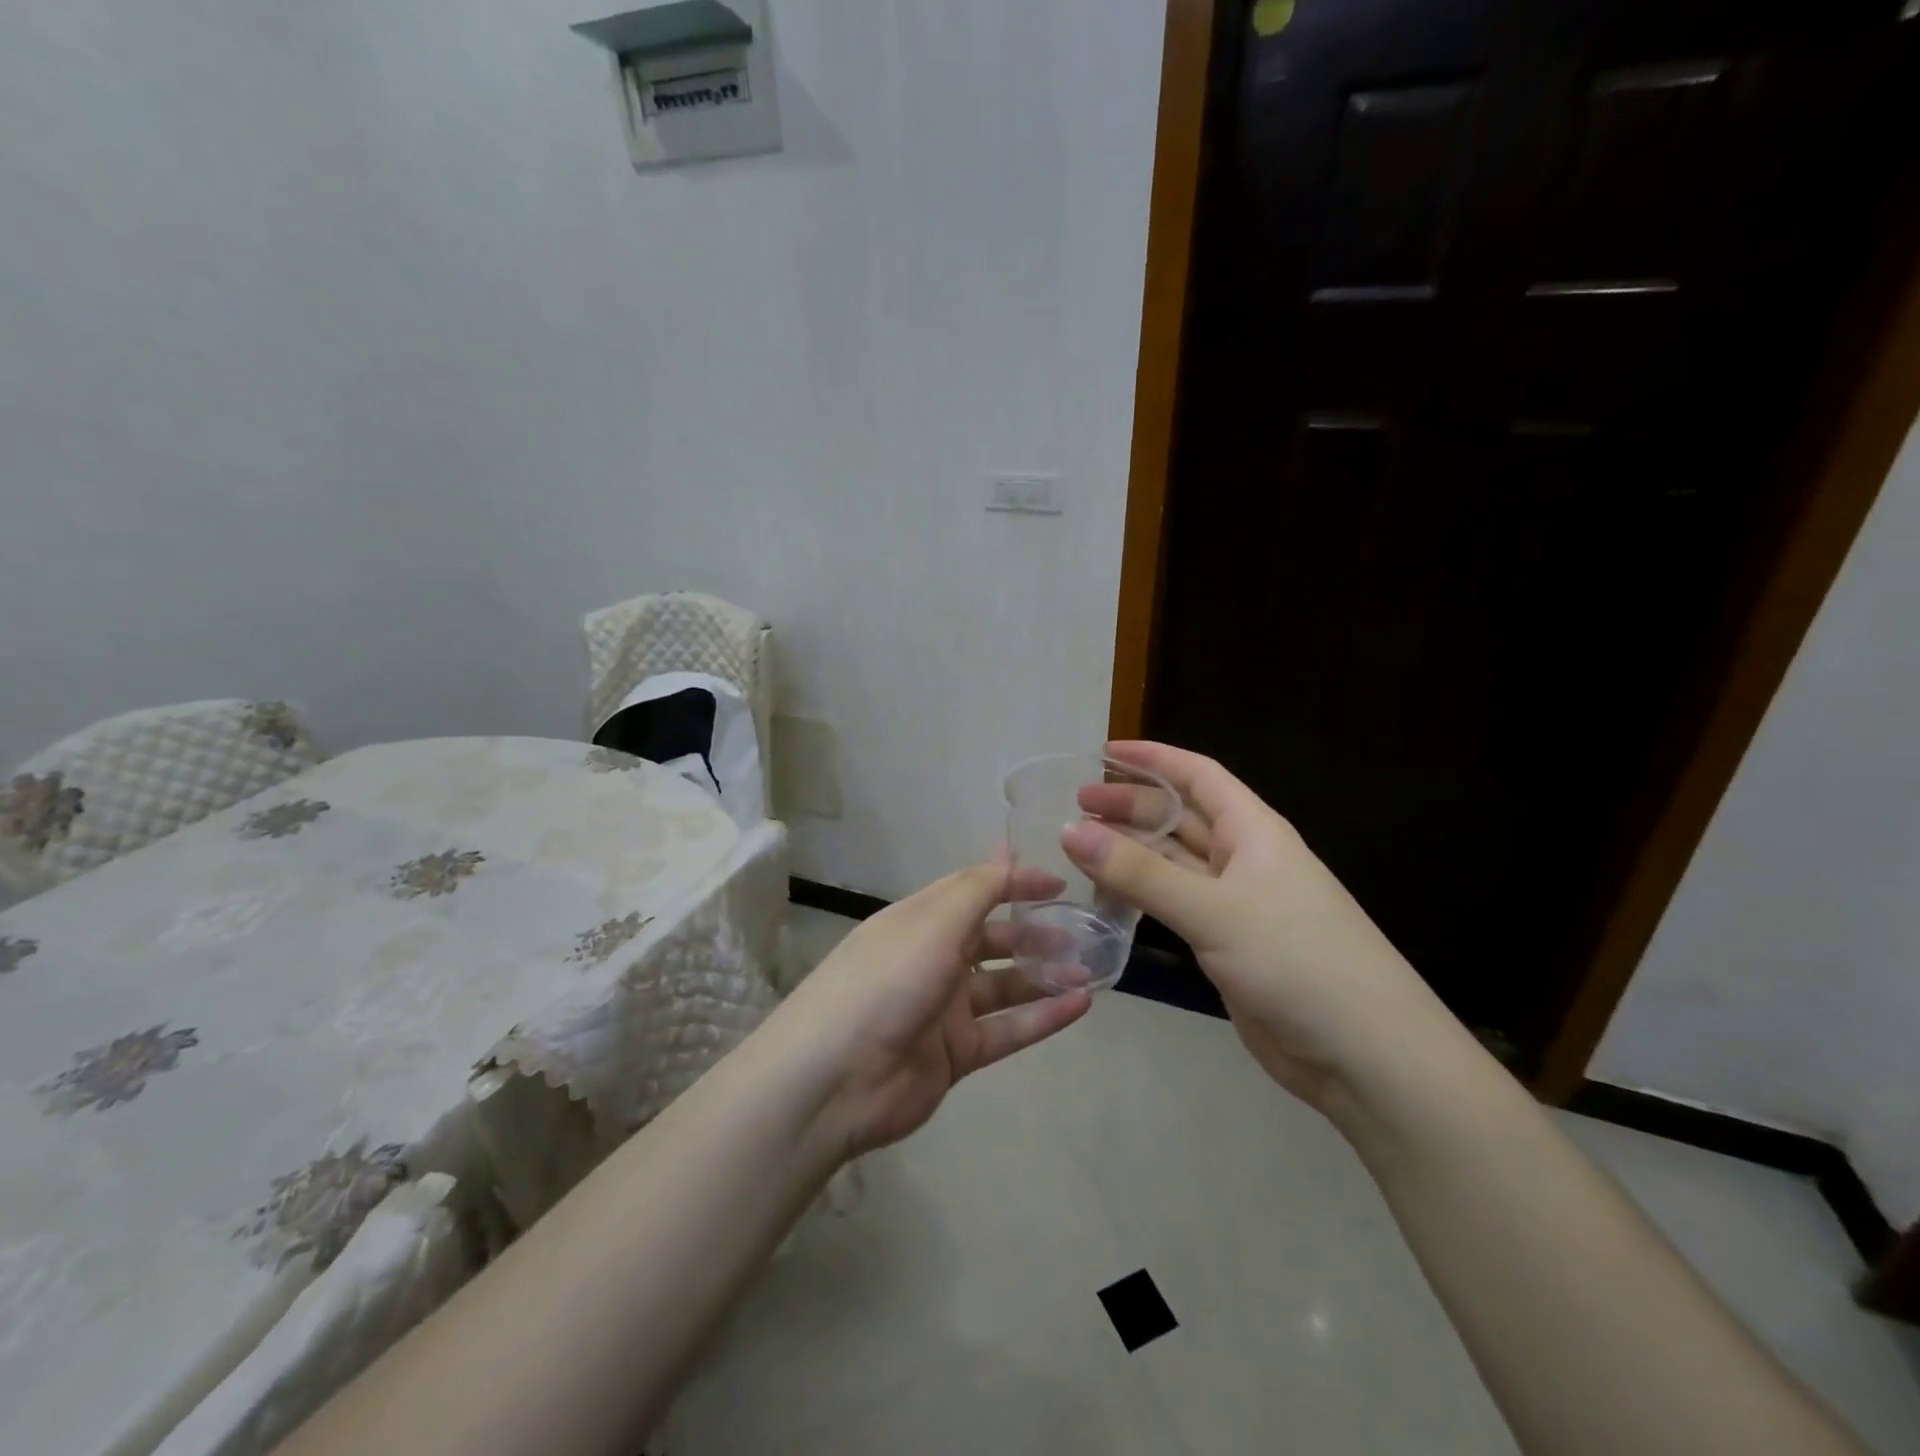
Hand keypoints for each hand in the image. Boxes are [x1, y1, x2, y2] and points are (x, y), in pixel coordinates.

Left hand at [766, 864, 1092, 1158]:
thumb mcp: (934, 921)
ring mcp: (944, 1008)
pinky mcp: (956, 1053)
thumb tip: (1006, 849)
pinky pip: (1007, 1029)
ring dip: (1045, 975)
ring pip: (1005, 985)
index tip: (1059, 883)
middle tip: (1081, 935)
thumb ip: (978, 888)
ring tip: (1089, 970)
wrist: (836, 1079)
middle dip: (1035, 933)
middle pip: (993, 938)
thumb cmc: (888, 980)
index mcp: (921, 920)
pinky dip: (1042, 1017)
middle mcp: (933, 958)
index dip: (1015, 883)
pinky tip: (1080, 1005)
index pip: (975, 890)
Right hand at [1062, 741, 1450, 1107]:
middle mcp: (1246, 859)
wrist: (1364, 1054)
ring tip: (1079, 848)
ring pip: (1174, 863)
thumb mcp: (1214, 909)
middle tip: (1075, 807)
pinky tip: (1109, 897)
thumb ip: (1140, 872)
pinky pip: (1175, 905)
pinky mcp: (1228, 945)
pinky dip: (1142, 896)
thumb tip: (1068, 829)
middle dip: (1131, 807)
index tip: (1102, 753)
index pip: (1198, 775)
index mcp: (1255, 831)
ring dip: (1132, 852)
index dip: (1153, 759)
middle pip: (1180, 818)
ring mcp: (1237, 904)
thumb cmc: (1296, 960)